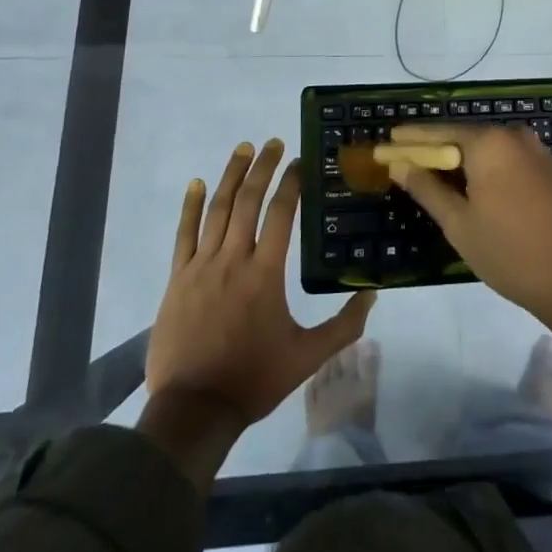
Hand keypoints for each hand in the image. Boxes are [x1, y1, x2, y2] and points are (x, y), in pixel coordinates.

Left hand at [146, 139, 375, 435]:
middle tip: (273, 142)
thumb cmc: (253, 379)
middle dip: (262, 168)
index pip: (281, 214)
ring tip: (243, 149)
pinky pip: (184, 233)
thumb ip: (343, 325)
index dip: (291, 184)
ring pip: (217, 209)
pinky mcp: (178, 278)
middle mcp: (234, 259)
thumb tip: (373, 293)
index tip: (299, 162)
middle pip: (248, 201)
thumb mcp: (307, 357)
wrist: (194, 409)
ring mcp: (202, 266)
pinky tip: (196, 183)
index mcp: (266, 273)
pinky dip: (190, 205)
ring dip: (231, 175)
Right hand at [386, 123, 551, 326]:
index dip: (411, 139)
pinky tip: (468, 185)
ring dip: (458, 159)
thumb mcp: (460, 224)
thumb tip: (399, 165)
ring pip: (485, 149)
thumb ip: (427, 189)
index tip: (386, 141)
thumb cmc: (511, 252)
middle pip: (462, 136)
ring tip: (430, 174)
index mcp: (489, 142)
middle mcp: (512, 136)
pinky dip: (482, 168)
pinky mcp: (548, 169)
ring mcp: (535, 151)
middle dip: (433, 148)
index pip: (439, 132)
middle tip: (403, 160)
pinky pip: (504, 159)